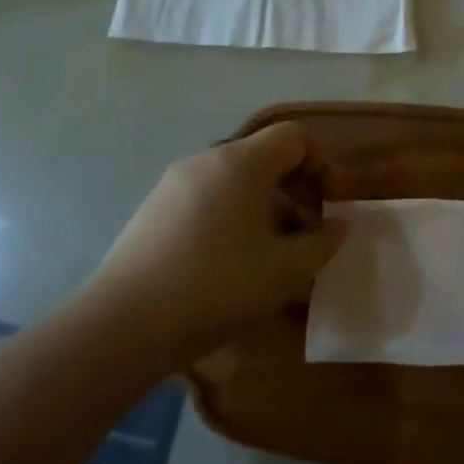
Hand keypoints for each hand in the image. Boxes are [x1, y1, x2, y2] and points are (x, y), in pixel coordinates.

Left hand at [81, 123, 347, 361]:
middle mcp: (204, 161)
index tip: (331, 206)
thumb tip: (339, 225)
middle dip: (297, 190)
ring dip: (267, 208)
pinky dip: (234, 218)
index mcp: (239, 162)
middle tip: (308, 233)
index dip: (323, 166)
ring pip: (235, 181)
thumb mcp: (286, 270)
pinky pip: (208, 200)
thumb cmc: (218, 287)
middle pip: (264, 157)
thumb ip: (322, 242)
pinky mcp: (153, 212)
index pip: (294, 137)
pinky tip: (234, 265)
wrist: (124, 325)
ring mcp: (173, 185)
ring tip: (274, 255)